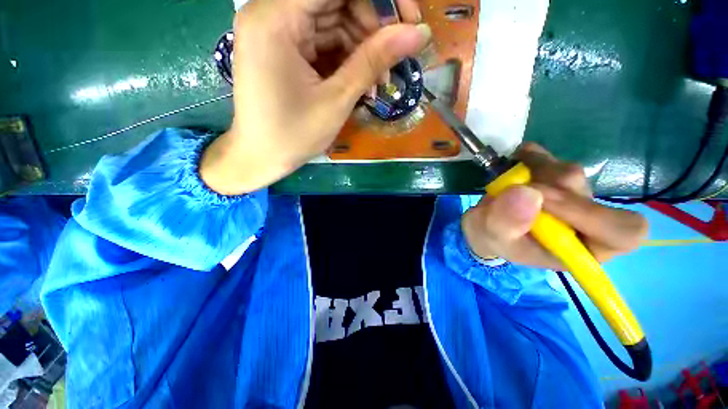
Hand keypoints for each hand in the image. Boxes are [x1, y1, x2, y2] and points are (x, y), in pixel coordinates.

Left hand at [201, 0, 430, 194]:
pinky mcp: (283, 48)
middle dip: (372, 28)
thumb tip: (418, 33)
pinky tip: (360, 82)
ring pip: (332, 22)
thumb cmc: (293, 136)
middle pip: (335, 1)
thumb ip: (374, 61)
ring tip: (378, 82)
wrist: (261, 158)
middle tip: (393, 61)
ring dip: (361, 49)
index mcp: (275, 17)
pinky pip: (322, 41)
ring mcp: (276, 31)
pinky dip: (345, 58)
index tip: (410, 19)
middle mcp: (270, 13)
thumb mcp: (336, 100)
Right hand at [461, 143, 647, 269]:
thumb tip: (528, 193)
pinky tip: (515, 163)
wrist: (486, 224)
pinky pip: (551, 157)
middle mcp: (587, 220)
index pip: (622, 232)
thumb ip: (506, 223)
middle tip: (513, 187)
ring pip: (568, 172)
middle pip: (586, 193)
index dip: (590, 214)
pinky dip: (530, 156)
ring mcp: (573, 194)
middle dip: (545, 188)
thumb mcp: (492, 237)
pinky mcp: (556, 175)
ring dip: (533, 171)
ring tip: (506, 181)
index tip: (543, 202)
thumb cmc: (493, 238)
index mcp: (582, 248)